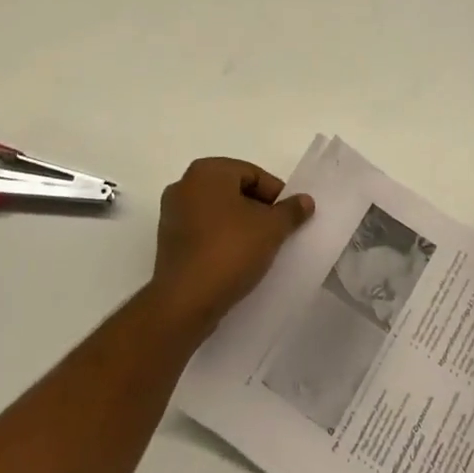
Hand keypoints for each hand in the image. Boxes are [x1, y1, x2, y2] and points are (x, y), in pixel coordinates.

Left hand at [151, 158, 313, 338]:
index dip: (276, 195)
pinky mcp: (168, 242)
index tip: (290, 217)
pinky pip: (203, 232)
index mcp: (207, 171)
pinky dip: (222, 240)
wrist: (185, 301)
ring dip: (240, 226)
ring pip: (218, 212)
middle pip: (234, 191)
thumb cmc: (230, 251)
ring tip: (261, 249)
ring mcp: (172, 214)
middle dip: (258, 209)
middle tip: (278, 232)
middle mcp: (184, 185)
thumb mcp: (271, 228)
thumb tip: (305, 200)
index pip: (253, 174)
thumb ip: (291, 210)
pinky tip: (237, 261)